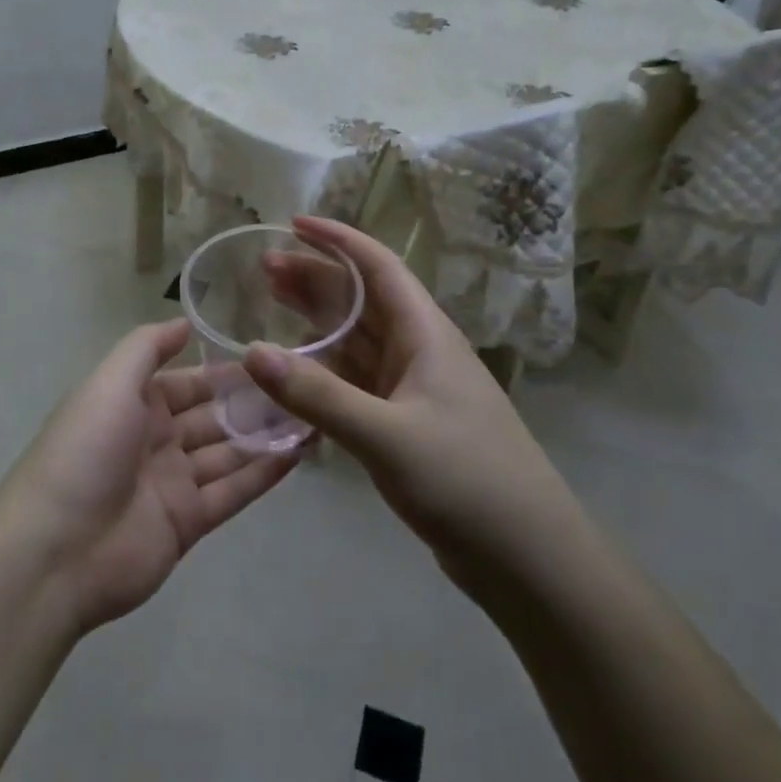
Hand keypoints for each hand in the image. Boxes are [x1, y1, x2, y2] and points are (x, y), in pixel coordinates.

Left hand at [0, 319, 295, 634]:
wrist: (57, 551)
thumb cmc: (85, 452)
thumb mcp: (109, 383)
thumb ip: (147, 348)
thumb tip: (184, 321)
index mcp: (134, 404)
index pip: (188, 382)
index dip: (226, 372)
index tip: (271, 358)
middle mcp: (156, 439)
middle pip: (213, 416)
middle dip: (254, 404)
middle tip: (305, 387)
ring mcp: (173, 483)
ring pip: (229, 452)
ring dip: (266, 436)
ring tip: (313, 416)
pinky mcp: (189, 522)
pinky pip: (233, 492)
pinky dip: (264, 474)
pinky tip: (299, 454)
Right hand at [243, 217, 559, 565]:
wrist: (527, 557)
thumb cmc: (466, 481)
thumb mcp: (387, 435)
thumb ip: (318, 396)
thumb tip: (252, 351)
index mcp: (426, 335)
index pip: (378, 267)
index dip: (337, 241)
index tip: (293, 225)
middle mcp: (420, 351)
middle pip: (362, 299)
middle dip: (316, 278)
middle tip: (263, 269)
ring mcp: (414, 389)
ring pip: (358, 339)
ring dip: (317, 320)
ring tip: (271, 304)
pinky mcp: (407, 424)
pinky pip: (357, 381)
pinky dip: (325, 370)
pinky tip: (297, 373)